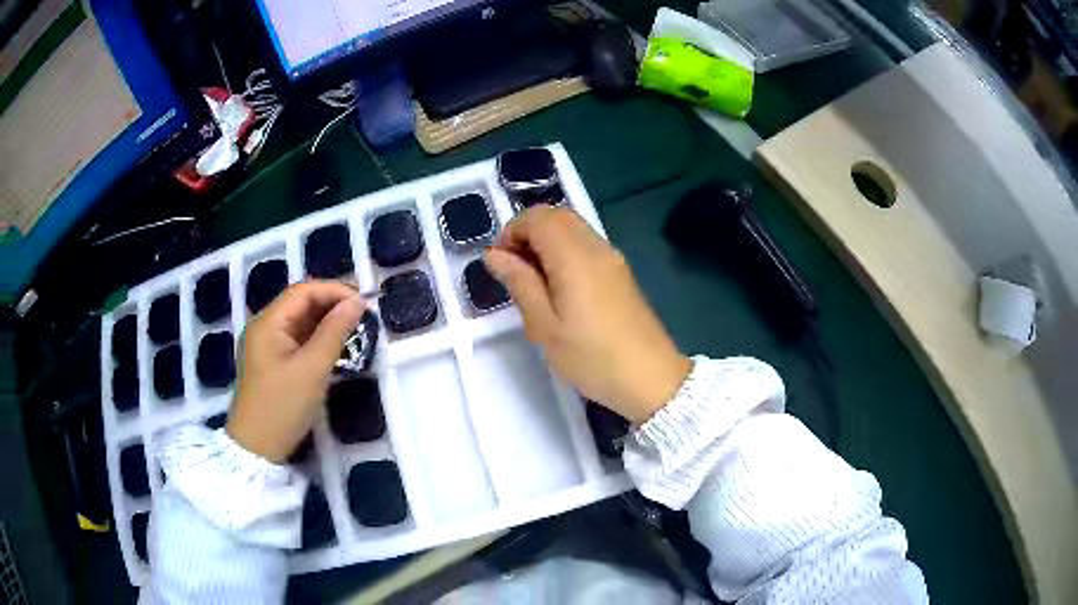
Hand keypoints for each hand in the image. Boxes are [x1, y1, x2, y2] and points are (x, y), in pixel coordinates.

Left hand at [227, 281, 364, 462]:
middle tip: (363, 316)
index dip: (334, 291)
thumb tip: (356, 302)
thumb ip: (334, 332)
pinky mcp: (271, 361)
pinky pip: (296, 339)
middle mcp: (264, 327)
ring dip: (326, 322)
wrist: (256, 448)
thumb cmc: (282, 407)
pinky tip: (334, 346)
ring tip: (354, 329)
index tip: (364, 303)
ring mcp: (265, 345)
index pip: (303, 291)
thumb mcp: (312, 369)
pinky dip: (316, 339)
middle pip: (300, 303)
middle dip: (331, 305)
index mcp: (268, 323)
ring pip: (299, 322)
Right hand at [485, 206, 690, 424]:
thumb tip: (494, 254)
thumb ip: (519, 283)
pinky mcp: (620, 271)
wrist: (650, 378)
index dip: (512, 230)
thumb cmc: (592, 357)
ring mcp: (612, 258)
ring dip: (546, 240)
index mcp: (575, 256)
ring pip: (573, 228)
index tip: (499, 262)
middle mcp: (596, 247)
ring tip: (532, 281)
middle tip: (513, 268)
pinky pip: (586, 244)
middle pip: (557, 215)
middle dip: (528, 231)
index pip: (538, 217)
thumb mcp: (545, 327)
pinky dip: (564, 250)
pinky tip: (558, 286)